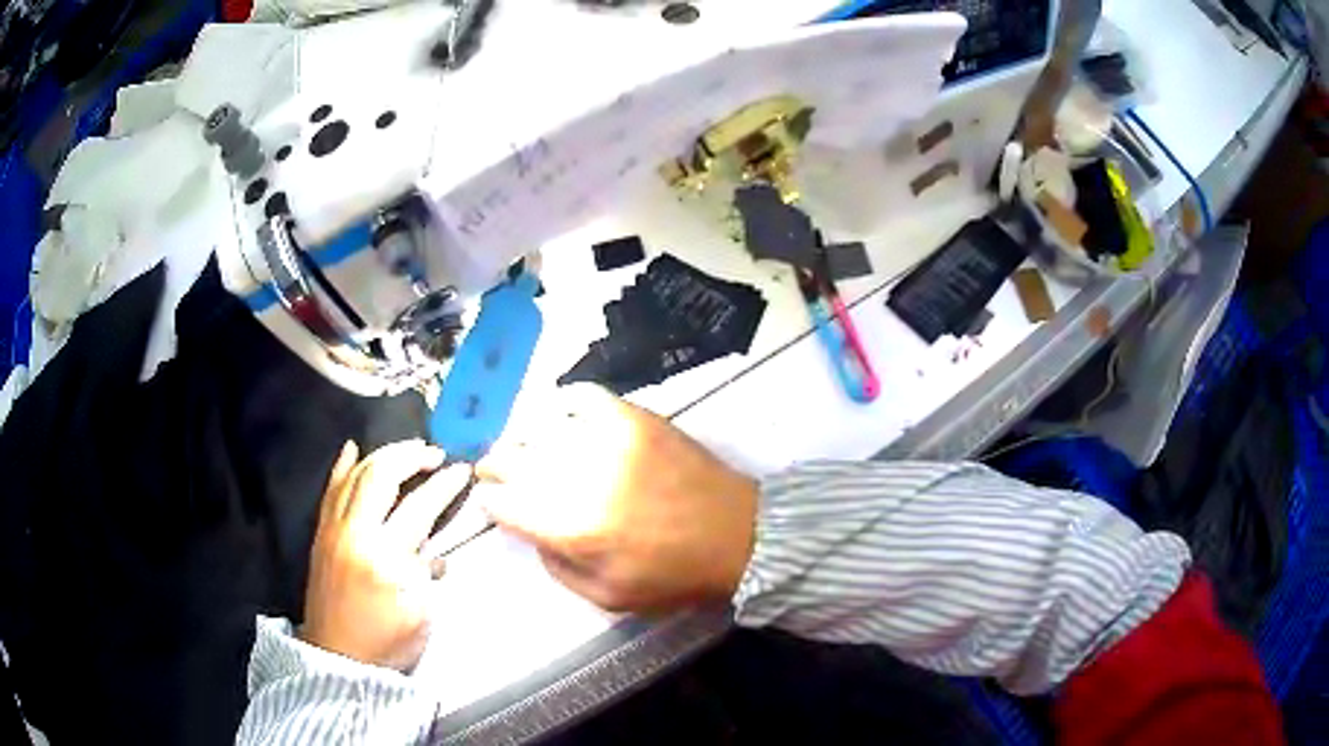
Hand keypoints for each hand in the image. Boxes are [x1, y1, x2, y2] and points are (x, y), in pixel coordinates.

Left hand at [300, 440, 469, 670]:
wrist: (338, 657)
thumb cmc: (385, 641)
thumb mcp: (420, 614)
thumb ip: (426, 572)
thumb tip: (430, 549)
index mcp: (383, 558)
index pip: (418, 509)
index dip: (443, 486)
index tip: (462, 470)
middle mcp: (353, 533)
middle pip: (380, 476)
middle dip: (410, 456)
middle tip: (432, 453)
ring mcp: (332, 529)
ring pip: (354, 475)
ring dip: (382, 455)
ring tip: (406, 449)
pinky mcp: (321, 533)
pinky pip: (330, 490)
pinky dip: (342, 466)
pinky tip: (351, 448)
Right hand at [474, 385, 758, 613]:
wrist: (737, 533)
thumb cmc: (673, 575)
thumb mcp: (608, 597)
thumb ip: (557, 567)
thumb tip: (529, 531)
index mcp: (571, 527)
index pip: (504, 503)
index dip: (490, 502)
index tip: (491, 501)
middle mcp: (580, 477)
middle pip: (512, 459)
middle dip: (496, 466)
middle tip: (494, 470)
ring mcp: (607, 439)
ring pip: (539, 426)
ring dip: (522, 438)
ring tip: (523, 447)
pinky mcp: (633, 417)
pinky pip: (581, 396)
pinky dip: (563, 404)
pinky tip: (560, 419)